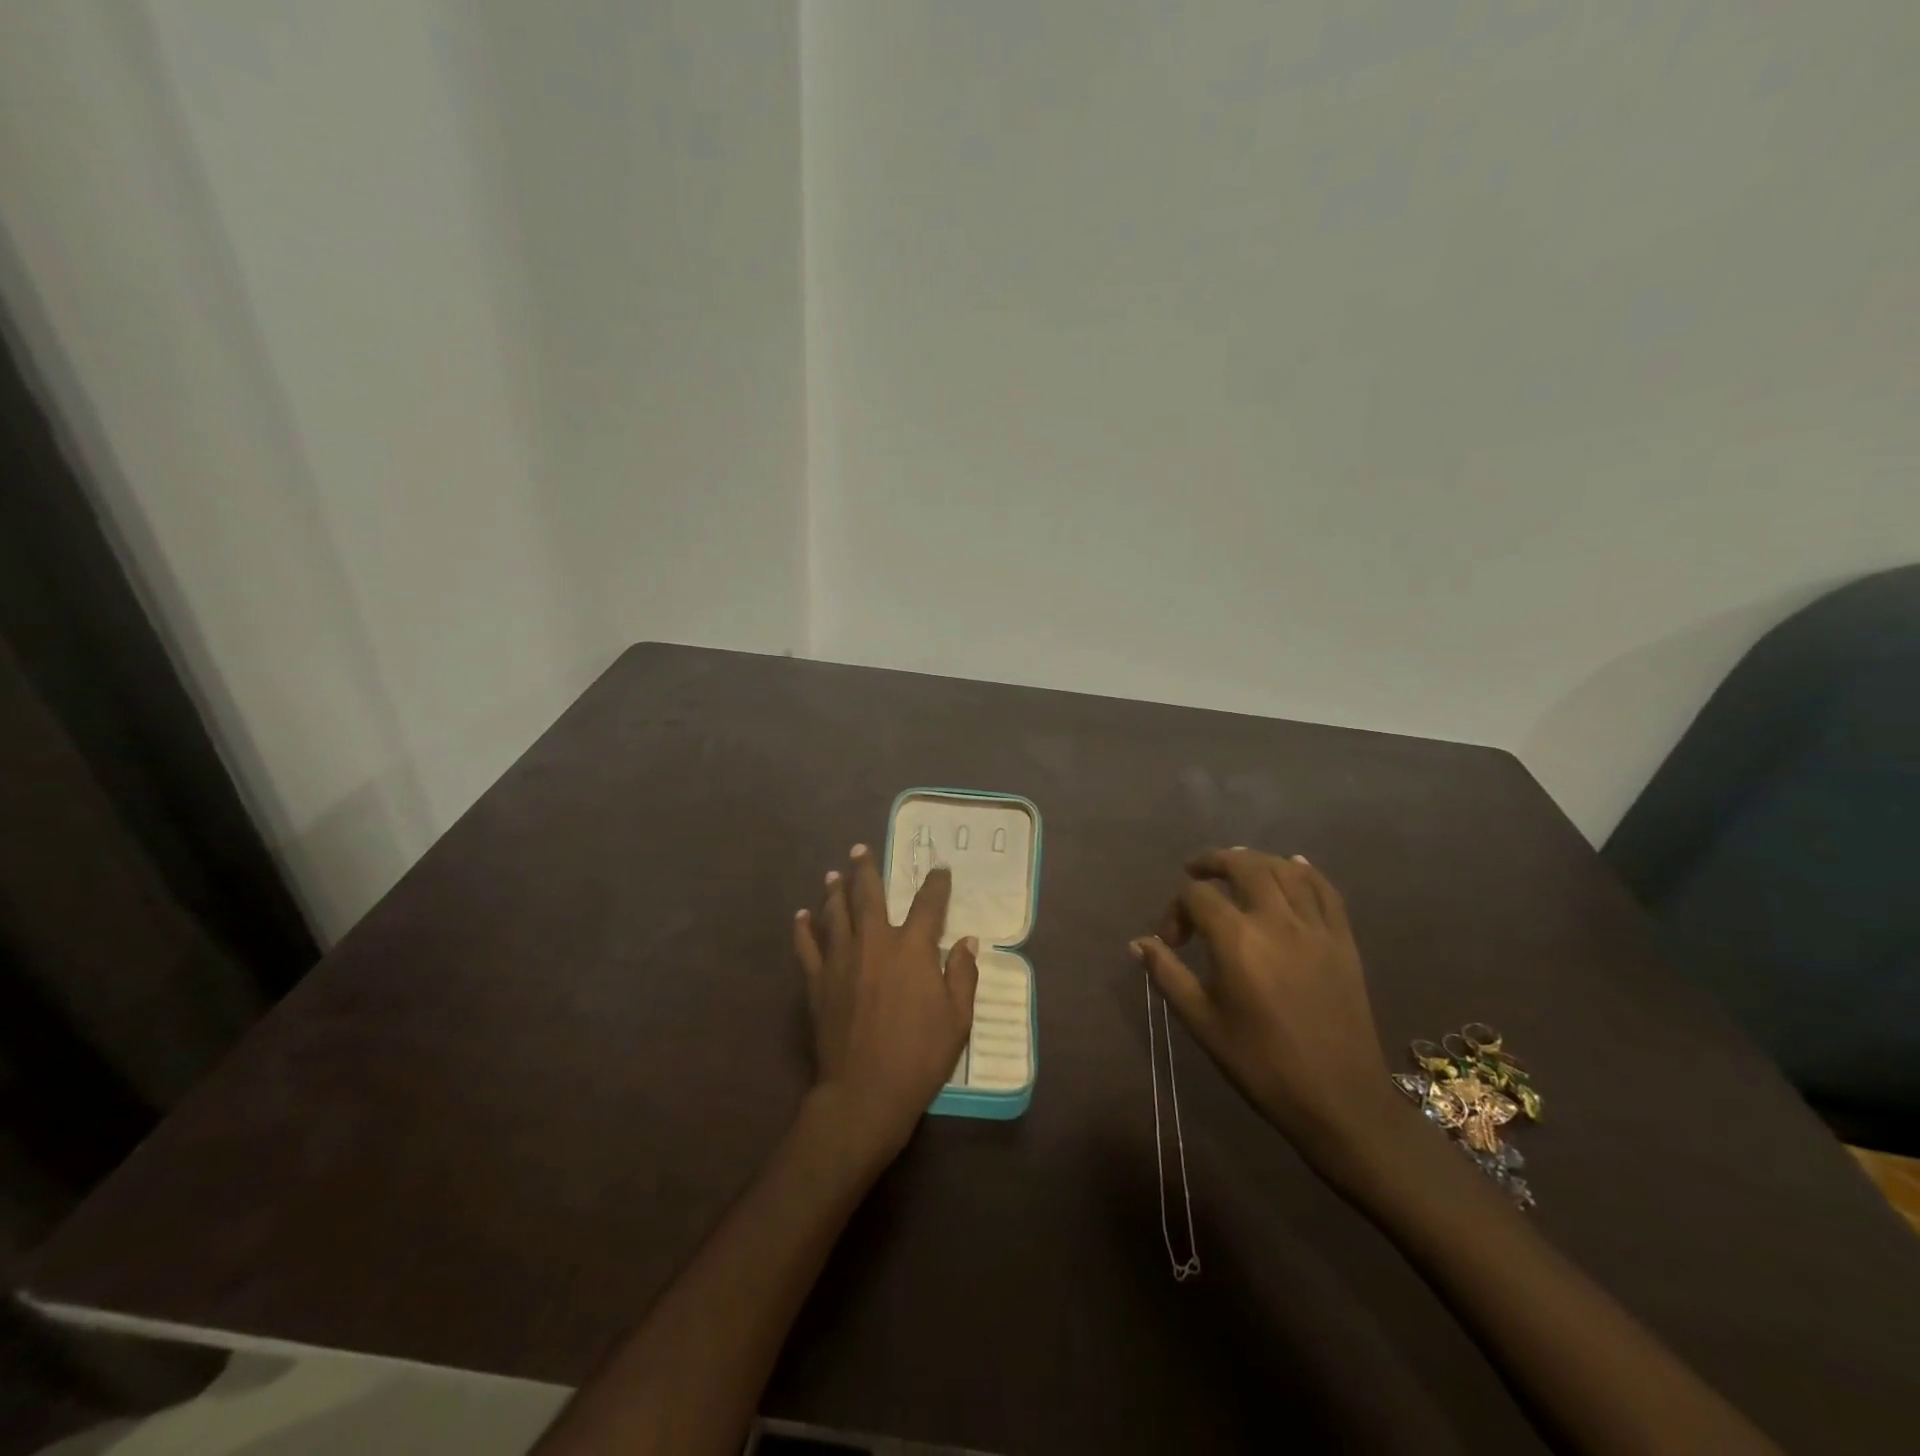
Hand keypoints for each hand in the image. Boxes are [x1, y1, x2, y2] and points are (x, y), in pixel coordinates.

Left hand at [793, 845, 978, 1165]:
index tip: (939, 869)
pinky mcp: (817, 981)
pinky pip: (807, 946)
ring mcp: (841, 959)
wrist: (865, 1091)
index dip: (936, 883)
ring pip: (835, 913)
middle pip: (869, 895)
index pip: (928, 903)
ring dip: (835, 891)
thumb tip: (968, 942)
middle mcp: (874, 942)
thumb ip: (963, 974)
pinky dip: (803, 928)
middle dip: (867, 870)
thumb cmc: (919, 1055)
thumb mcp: (957, 1018)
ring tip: (833, 874)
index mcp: (912, 947)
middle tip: (860, 850)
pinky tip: (800, 916)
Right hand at [1133, 849, 1400, 1176]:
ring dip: (1255, 861)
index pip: (1198, 896)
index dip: (1175, 910)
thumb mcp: (1203, 1022)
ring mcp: (1315, 928)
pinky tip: (1291, 867)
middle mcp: (1277, 921)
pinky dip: (1305, 872)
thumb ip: (1168, 975)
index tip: (1171, 941)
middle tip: (1195, 870)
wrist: (1338, 1099)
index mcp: (1237, 941)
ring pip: (1284, 870)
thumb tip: (1138, 943)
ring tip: (1236, 867)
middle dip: (1213, 861)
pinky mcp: (1343, 940)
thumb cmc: (1261, 1064)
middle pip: (1243, 866)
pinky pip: (1326, 890)